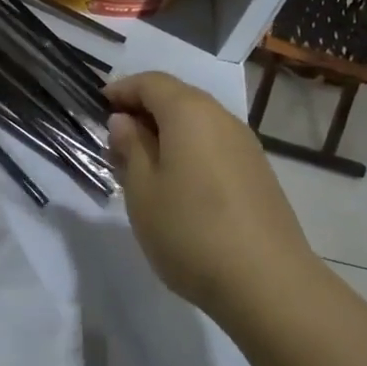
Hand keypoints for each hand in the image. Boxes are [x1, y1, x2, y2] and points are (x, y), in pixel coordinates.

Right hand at [106, 72, 316, 317]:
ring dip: (167, 131)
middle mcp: (221, 118)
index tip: (98, 106)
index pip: (150, 82)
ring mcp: (245, 145)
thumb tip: (124, 121)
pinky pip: (214, 144)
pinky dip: (190, 149)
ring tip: (142, 162)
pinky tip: (178, 182)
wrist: (267, 283)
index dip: (122, 90)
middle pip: (177, 97)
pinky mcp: (258, 172)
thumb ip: (130, 148)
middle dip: (144, 109)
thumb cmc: (190, 230)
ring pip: (198, 122)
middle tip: (116, 137)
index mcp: (189, 112)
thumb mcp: (142, 190)